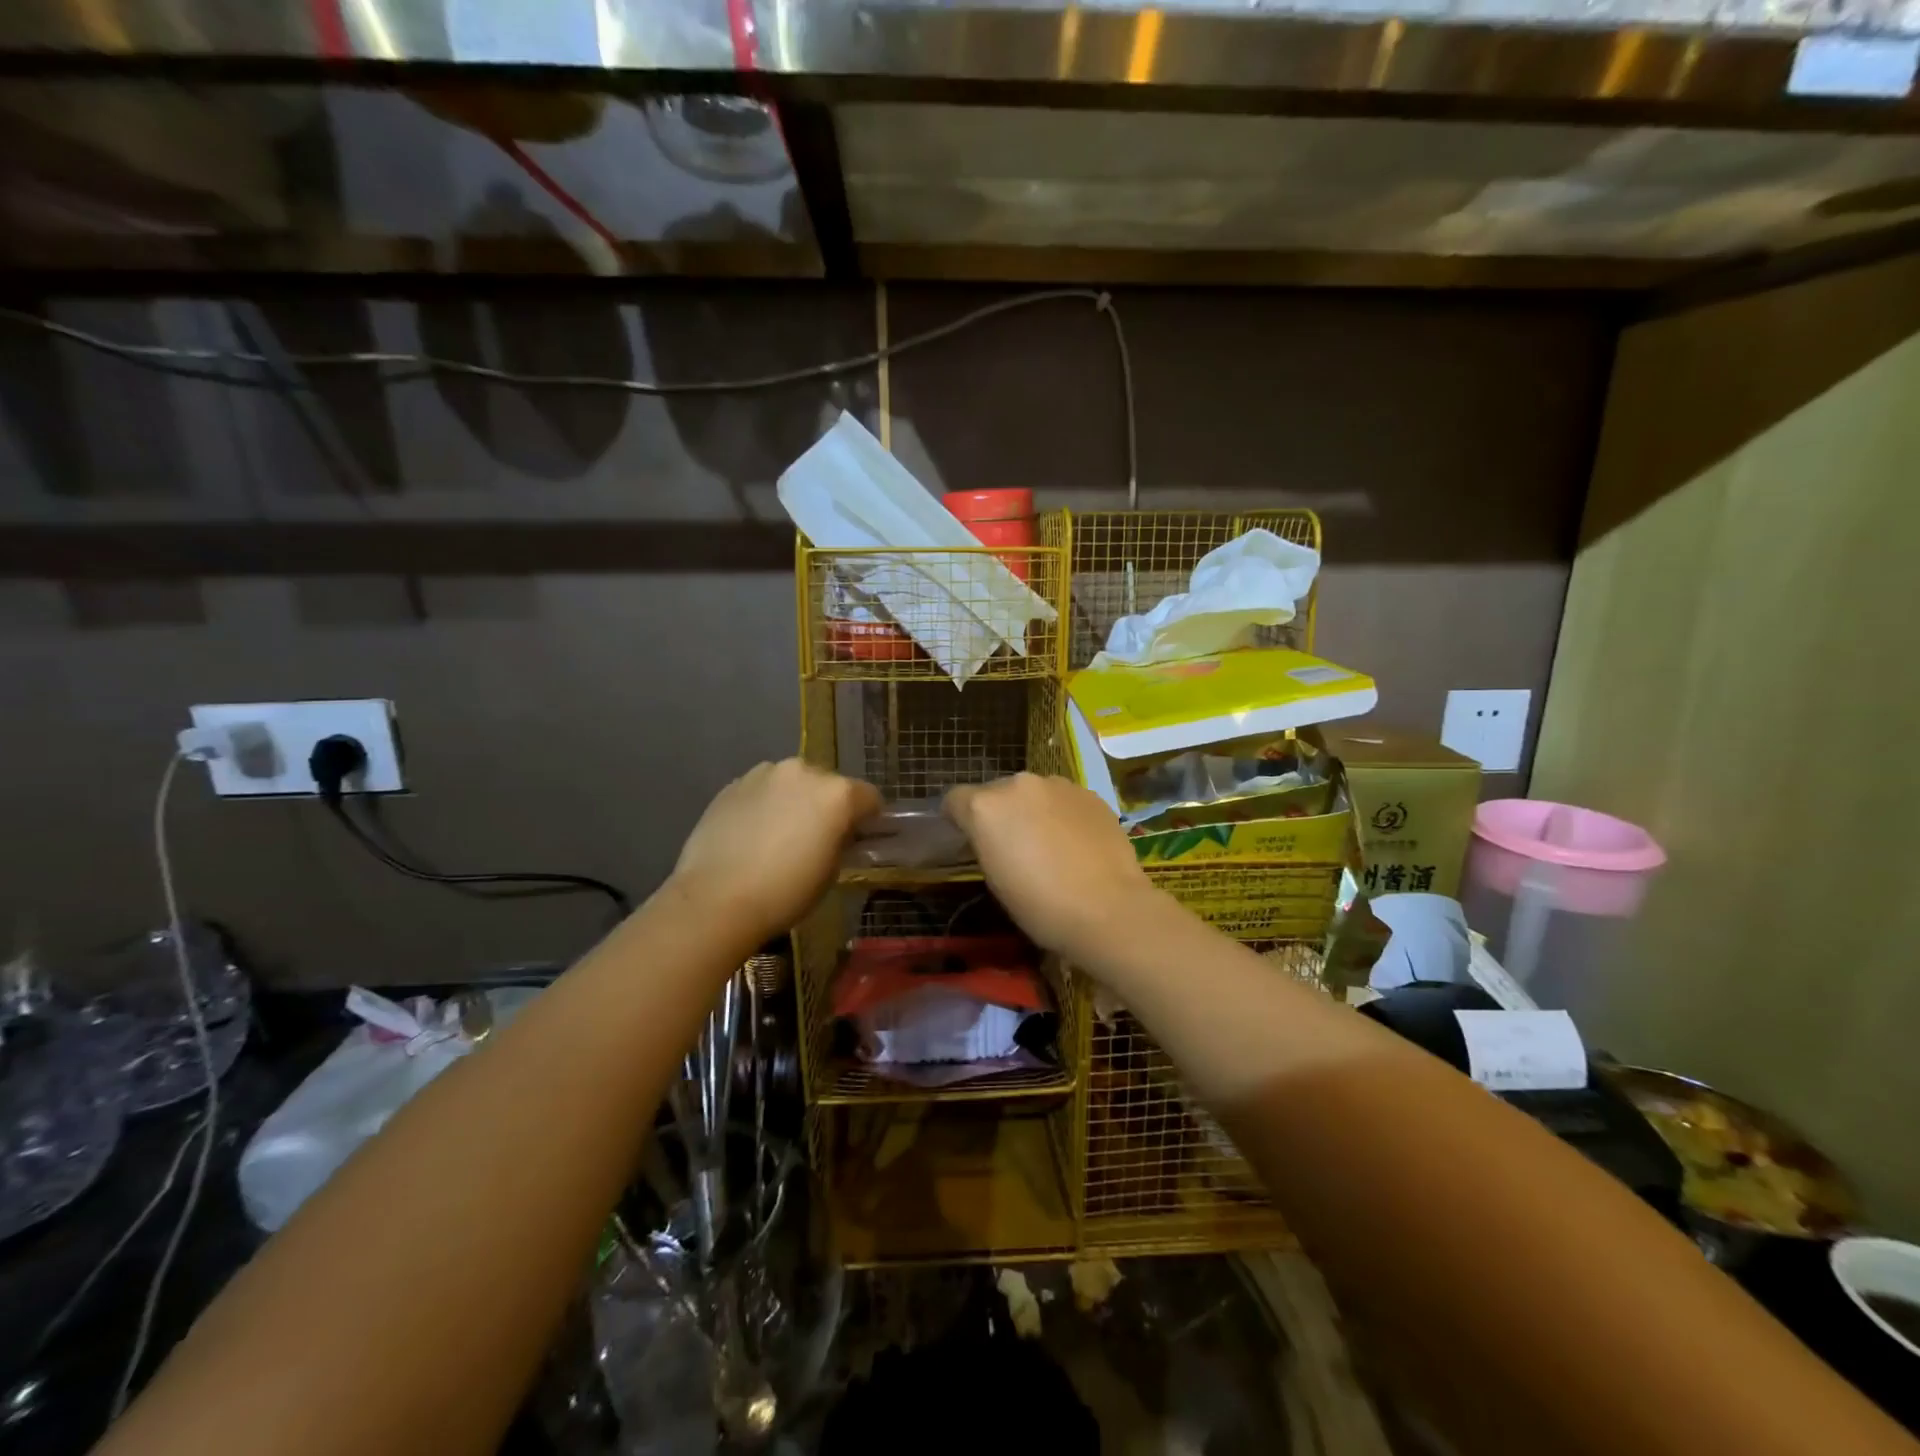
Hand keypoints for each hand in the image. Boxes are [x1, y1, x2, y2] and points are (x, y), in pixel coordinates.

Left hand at [671, 759, 881, 943]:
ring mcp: (764, 774)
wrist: (716, 898)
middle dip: (827, 806)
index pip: (869, 797)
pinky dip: (763, 805)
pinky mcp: (732, 784)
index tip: (859, 839)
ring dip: (793, 800)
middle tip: (816, 838)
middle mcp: (803, 771)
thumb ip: (841, 841)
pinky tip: (751, 835)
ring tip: (778, 835)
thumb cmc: (786, 892)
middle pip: (828, 784)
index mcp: (837, 793)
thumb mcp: (831, 872)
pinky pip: (761, 790)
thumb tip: (839, 834)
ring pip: (791, 783)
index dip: (868, 819)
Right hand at [945, 774, 1155, 958]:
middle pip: (996, 792)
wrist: (1107, 909)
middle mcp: (1018, 784)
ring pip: (1033, 793)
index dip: (957, 818)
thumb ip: (986, 844)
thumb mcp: (995, 879)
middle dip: (999, 813)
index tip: (967, 839)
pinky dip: (1063, 814)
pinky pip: (1064, 800)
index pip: (955, 799)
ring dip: (1033, 810)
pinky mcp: (1089, 793)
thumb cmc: (1039, 905)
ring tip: (1049, 845)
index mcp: (986, 806)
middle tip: (1012, 846)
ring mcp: (1057, 784)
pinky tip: (1077, 844)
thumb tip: (992, 837)